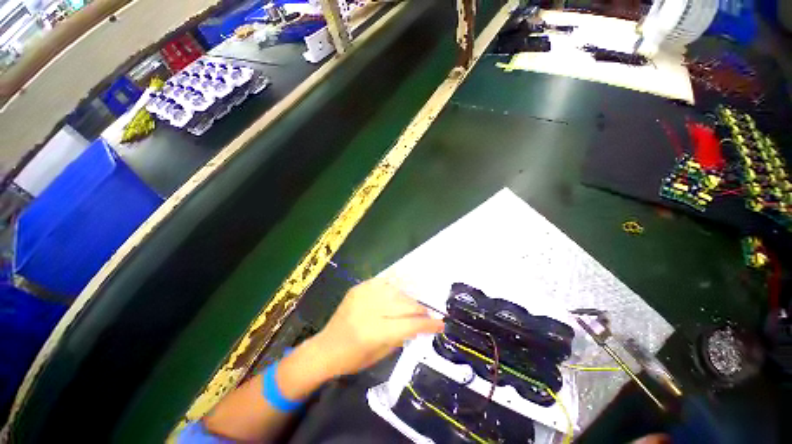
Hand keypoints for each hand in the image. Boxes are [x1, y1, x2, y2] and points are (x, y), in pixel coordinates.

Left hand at [312, 278, 444, 377]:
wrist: (326, 349)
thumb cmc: (354, 359)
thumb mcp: (383, 353)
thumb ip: (403, 336)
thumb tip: (420, 325)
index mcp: (376, 331)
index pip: (411, 323)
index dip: (430, 324)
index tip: (441, 325)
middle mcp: (369, 310)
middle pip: (406, 304)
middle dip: (421, 311)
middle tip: (428, 317)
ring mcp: (362, 296)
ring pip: (397, 291)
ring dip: (410, 299)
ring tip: (415, 307)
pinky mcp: (356, 289)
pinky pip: (383, 283)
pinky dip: (395, 288)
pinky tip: (401, 295)